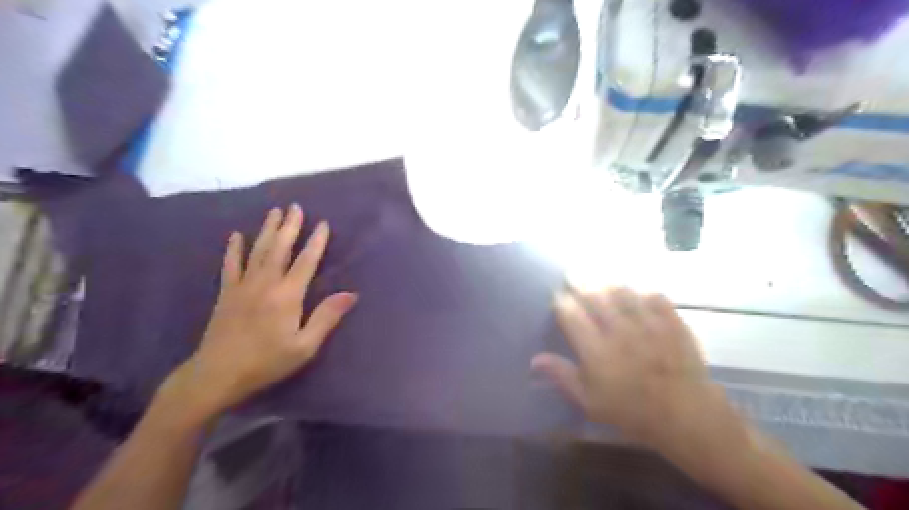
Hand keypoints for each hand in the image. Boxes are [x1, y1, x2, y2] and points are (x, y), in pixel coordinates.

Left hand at [166, 205, 357, 419]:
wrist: (217, 375)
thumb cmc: (267, 362)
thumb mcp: (304, 346)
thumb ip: (326, 317)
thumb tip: (350, 294)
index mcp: (287, 295)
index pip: (306, 261)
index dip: (316, 242)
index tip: (323, 223)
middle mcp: (266, 283)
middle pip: (279, 248)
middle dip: (289, 226)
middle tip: (295, 207)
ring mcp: (243, 286)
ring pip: (257, 251)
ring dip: (267, 230)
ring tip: (274, 212)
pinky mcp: (227, 293)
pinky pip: (231, 265)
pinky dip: (234, 249)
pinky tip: (236, 235)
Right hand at [534, 287, 728, 449]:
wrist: (686, 416)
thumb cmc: (631, 411)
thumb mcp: (590, 401)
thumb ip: (563, 376)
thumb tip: (535, 358)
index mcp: (597, 349)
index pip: (572, 315)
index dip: (561, 302)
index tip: (557, 296)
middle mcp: (619, 330)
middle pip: (594, 296)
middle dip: (580, 282)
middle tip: (572, 274)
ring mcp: (647, 323)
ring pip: (622, 292)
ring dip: (607, 282)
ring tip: (599, 276)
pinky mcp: (671, 322)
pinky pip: (654, 297)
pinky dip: (642, 291)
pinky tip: (637, 291)